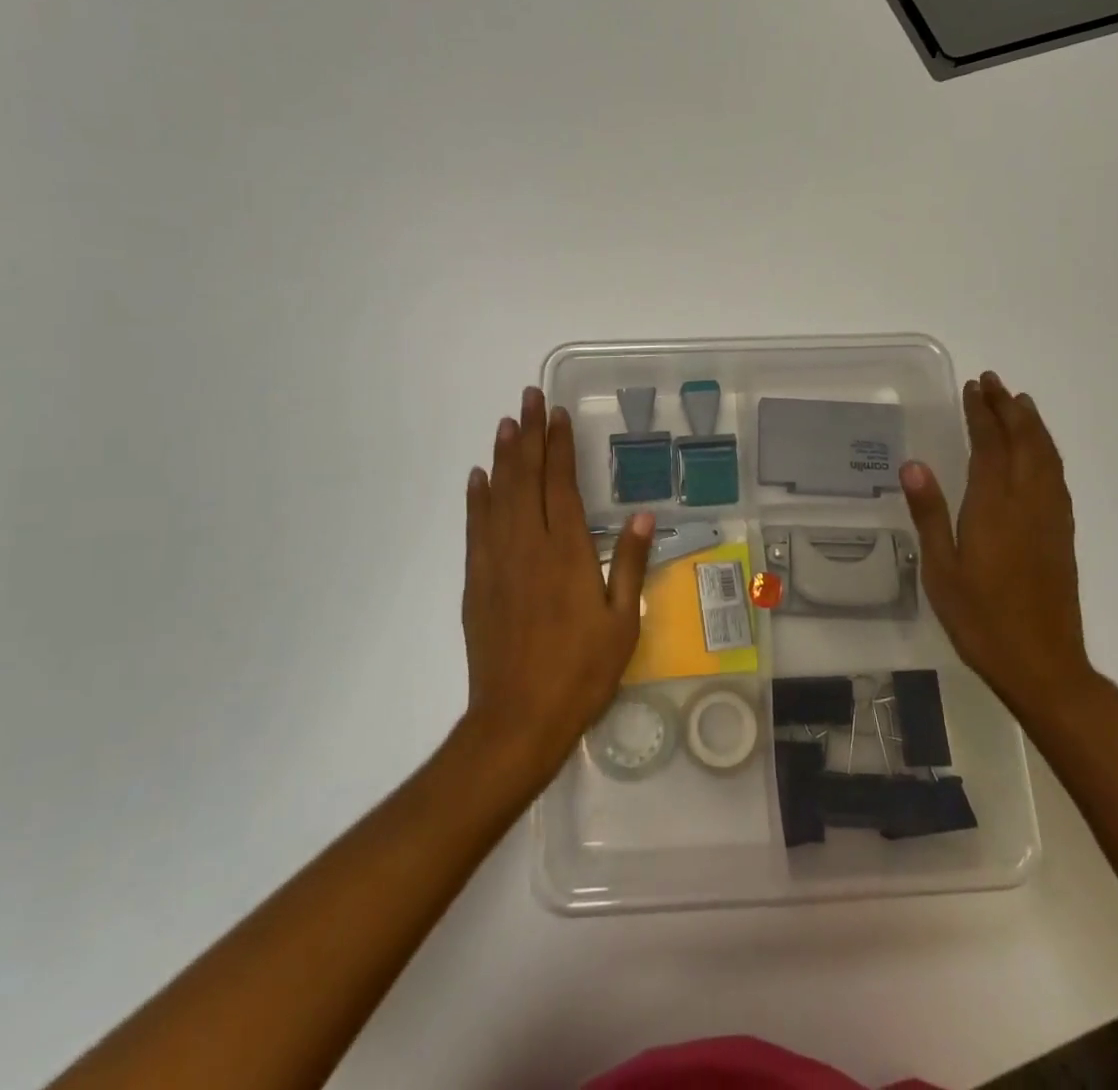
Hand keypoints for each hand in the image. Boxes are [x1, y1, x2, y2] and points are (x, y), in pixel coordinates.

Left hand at [459, 387, 652, 787]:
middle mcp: (529, 545)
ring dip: (503, 455)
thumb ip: (630, 565)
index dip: (560, 446)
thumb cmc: (581, 673)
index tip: (557, 414)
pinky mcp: (476, 581)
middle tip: (529, 397)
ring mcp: (497, 561)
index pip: (562, 484)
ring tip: (506, 423)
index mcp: (568, 552)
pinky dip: (476, 497)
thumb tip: (642, 517)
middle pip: (527, 478)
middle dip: (530, 434)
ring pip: (499, 494)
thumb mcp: (623, 623)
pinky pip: (475, 527)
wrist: (518, 719)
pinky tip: (478, 477)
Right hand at [900, 372, 1094, 714]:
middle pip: (1024, 442)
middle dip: (1008, 408)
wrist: (1043, 664)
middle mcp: (1028, 502)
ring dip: (1032, 425)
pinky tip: (1039, 452)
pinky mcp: (1063, 534)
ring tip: (1019, 402)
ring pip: (1046, 456)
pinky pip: (1056, 476)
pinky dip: (1047, 451)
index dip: (981, 413)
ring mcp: (1051, 518)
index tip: (973, 387)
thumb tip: (913, 464)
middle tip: (993, 382)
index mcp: (995, 507)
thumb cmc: (981, 619)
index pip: (990, 445)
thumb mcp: (941, 569)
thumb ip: (930, 514)